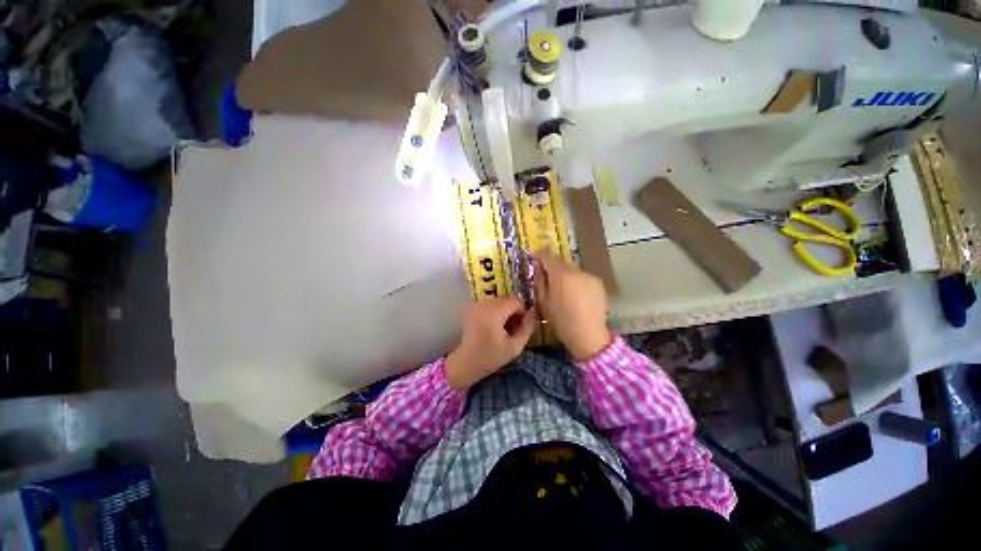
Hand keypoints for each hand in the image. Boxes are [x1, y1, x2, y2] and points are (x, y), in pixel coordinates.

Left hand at [446, 296, 536, 389]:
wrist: (465, 363)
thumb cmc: (491, 357)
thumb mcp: (515, 346)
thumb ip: (527, 327)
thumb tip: (533, 312)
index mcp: (494, 312)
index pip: (516, 301)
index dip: (522, 312)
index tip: (520, 327)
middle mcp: (484, 303)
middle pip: (507, 298)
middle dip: (514, 311)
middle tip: (513, 329)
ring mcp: (476, 304)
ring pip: (500, 300)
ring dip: (506, 310)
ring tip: (504, 329)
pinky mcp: (472, 307)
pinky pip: (491, 303)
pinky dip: (496, 311)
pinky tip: (494, 326)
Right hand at [533, 252, 611, 360]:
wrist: (589, 335)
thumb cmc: (561, 321)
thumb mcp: (543, 302)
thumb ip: (539, 280)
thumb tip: (537, 265)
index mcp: (560, 275)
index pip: (548, 256)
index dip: (539, 254)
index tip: (534, 258)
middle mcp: (576, 271)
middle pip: (561, 263)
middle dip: (552, 268)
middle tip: (547, 280)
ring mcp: (589, 276)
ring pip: (572, 271)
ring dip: (565, 276)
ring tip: (564, 292)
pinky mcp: (598, 283)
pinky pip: (583, 278)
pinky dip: (577, 282)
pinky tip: (577, 297)